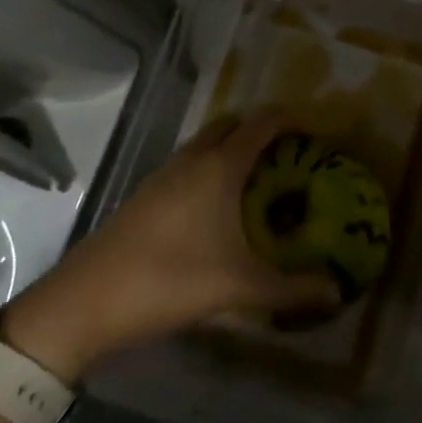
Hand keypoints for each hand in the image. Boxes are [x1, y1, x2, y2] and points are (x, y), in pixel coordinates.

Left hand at [0, 111, 340, 379]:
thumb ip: (291, 289)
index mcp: (220, 166)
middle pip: (234, 123)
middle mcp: (193, 159)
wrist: (84, 302)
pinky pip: (189, 163)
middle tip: (289, 157)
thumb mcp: (238, 287)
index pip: (264, 122)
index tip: (319, 135)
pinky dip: (211, 167)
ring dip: (234, 148)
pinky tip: (218, 209)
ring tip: (259, 181)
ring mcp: (164, 174)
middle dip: (264, 130)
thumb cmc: (169, 280)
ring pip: (207, 143)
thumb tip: (337, 293)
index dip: (294, 120)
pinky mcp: (145, 194)